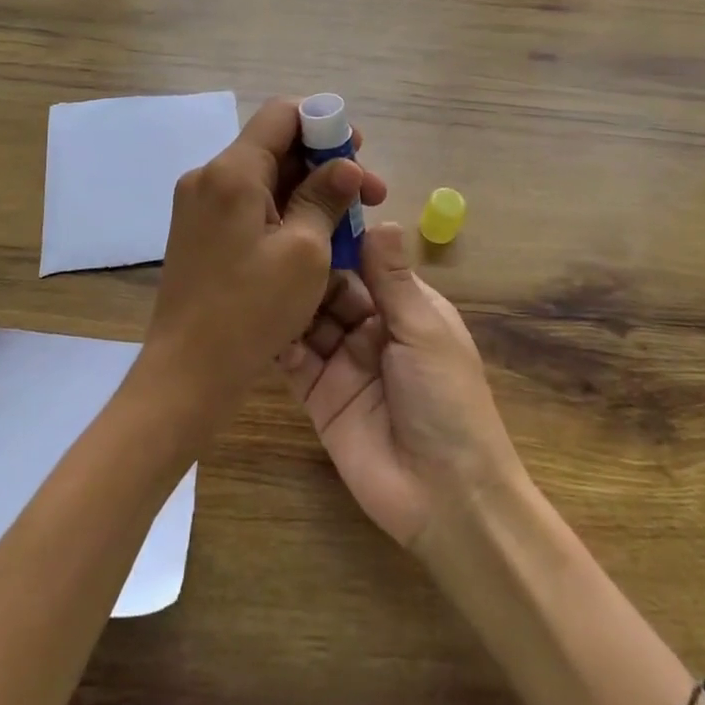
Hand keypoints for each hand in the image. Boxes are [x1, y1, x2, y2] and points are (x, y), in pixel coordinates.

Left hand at [139, 98, 389, 425]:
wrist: (187, 373)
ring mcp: (199, 205)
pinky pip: (248, 204)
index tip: (358, 151)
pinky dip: (284, 210)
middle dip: (325, 163)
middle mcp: (209, 176)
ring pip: (264, 177)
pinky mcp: (199, 231)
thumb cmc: (252, 310)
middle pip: (274, 146)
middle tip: (369, 195)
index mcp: (232, 171)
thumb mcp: (305, 251)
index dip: (325, 122)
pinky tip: (314, 237)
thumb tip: (344, 166)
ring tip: (348, 222)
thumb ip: (325, 197)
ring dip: (308, 190)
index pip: (282, 114)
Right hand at [280, 221, 523, 550]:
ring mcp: (342, 362)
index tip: (306, 208)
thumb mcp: (424, 330)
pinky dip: (278, 341)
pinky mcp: (318, 396)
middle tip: (268, 238)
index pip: (366, 262)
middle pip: (332, 288)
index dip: (340, 239)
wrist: (445, 496)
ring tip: (257, 272)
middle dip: (307, 268)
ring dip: (289, 300)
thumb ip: (393, 278)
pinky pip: (294, 360)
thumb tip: (381, 219)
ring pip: (309, 319)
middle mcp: (371, 328)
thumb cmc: (447, 399)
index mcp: (405, 307)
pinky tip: (257, 320)